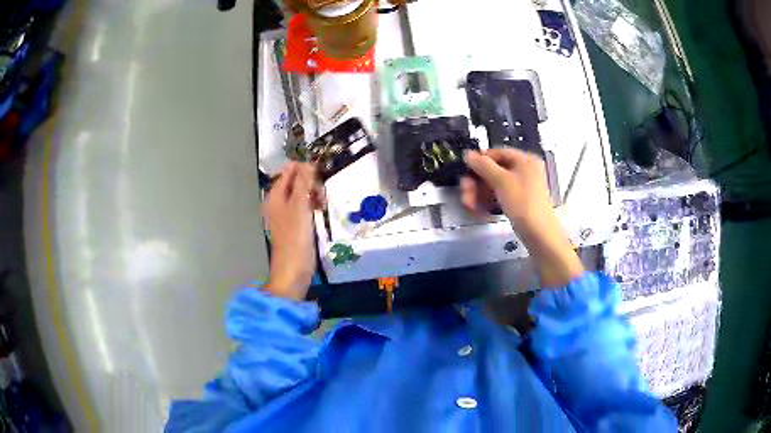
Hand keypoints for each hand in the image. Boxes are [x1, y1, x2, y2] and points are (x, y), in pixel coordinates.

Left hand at [264, 163, 324, 299]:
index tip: (320, 175)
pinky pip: (304, 206)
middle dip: (311, 183)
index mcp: (276, 195)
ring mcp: (287, 213)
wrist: (293, 270)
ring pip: (302, 193)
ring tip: (322, 204)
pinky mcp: (296, 224)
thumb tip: (307, 163)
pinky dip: (312, 205)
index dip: (305, 169)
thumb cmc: (295, 238)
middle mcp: (279, 201)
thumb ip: (303, 184)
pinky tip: (320, 211)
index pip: (290, 171)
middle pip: (296, 181)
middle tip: (321, 194)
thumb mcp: (300, 207)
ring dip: (314, 194)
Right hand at [461, 149, 583, 286]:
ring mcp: (523, 187)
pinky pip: (500, 196)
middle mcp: (525, 170)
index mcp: (525, 160)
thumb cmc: (523, 203)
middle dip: (477, 182)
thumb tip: (468, 154)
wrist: (539, 234)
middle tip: (465, 193)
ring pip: (495, 185)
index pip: (497, 153)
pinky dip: (489, 202)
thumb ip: (483, 166)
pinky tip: (480, 212)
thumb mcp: (501, 181)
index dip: (480, 161)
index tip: (466, 172)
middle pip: (494, 170)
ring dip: (480, 194)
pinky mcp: (519, 202)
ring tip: (470, 206)